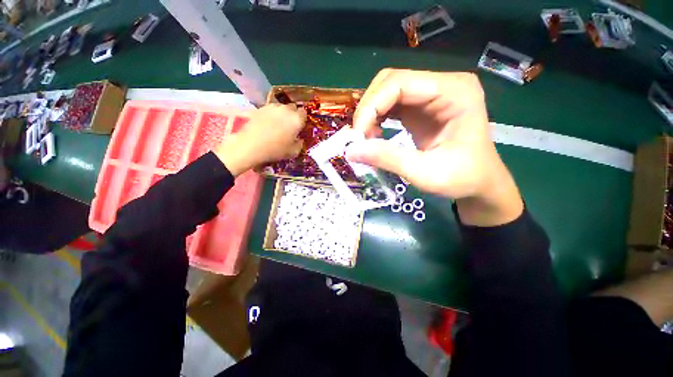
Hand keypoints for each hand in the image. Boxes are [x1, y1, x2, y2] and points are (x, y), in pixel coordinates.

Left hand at [215, 104, 305, 175]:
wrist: (250, 145)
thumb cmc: (276, 150)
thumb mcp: (293, 152)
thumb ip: (300, 144)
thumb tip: (299, 139)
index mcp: (297, 119)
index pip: (304, 113)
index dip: (302, 120)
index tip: (300, 127)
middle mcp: (286, 109)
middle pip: (293, 108)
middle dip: (293, 115)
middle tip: (290, 126)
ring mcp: (272, 107)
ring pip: (281, 107)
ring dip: (282, 114)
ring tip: (278, 124)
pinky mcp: (260, 108)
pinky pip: (270, 110)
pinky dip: (271, 115)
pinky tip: (267, 124)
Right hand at [346, 69, 522, 225]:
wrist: (479, 182)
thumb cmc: (463, 178)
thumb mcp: (425, 173)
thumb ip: (388, 159)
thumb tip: (351, 151)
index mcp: (455, 92)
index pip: (399, 83)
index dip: (371, 107)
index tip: (358, 136)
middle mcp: (443, 85)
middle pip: (390, 81)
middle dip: (368, 109)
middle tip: (360, 138)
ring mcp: (431, 94)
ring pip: (387, 90)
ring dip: (370, 113)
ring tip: (367, 138)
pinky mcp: (421, 107)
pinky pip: (391, 103)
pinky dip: (376, 117)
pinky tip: (374, 134)